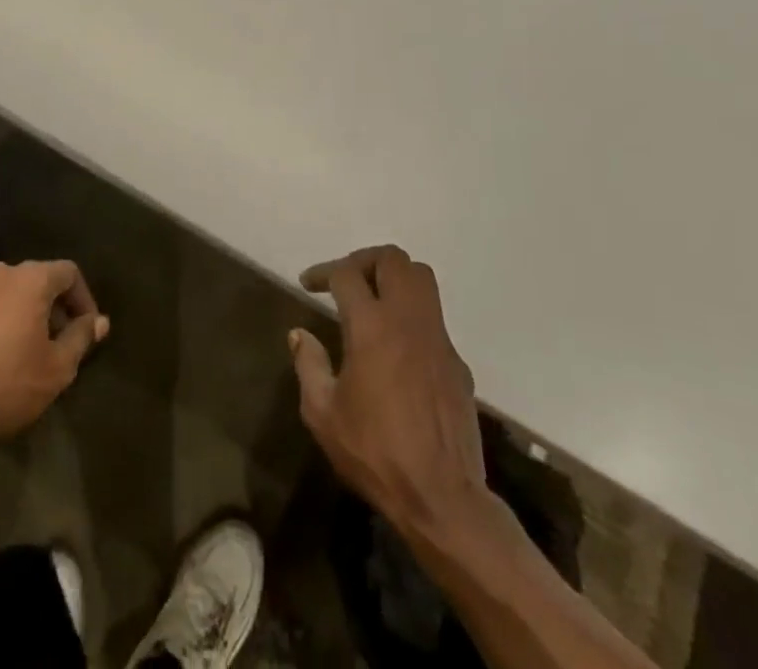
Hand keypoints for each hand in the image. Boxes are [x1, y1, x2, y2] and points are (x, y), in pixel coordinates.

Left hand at [0, 260, 108, 450]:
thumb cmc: (8, 386)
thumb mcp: (58, 367)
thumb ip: (81, 336)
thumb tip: (99, 321)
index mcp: (29, 279)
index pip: (69, 273)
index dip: (84, 299)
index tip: (88, 330)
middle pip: (38, 279)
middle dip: (54, 306)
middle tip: (60, 341)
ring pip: (9, 292)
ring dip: (24, 312)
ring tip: (28, 348)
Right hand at [291, 246, 493, 540]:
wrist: (442, 498)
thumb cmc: (375, 453)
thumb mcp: (323, 414)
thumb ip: (309, 365)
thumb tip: (300, 334)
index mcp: (371, 327)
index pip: (347, 274)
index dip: (323, 272)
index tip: (308, 284)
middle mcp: (407, 320)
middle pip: (393, 259)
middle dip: (364, 260)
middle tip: (346, 281)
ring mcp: (438, 338)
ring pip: (422, 278)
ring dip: (395, 277)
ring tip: (373, 299)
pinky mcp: (457, 361)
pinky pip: (434, 317)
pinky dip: (412, 315)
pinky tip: (397, 347)